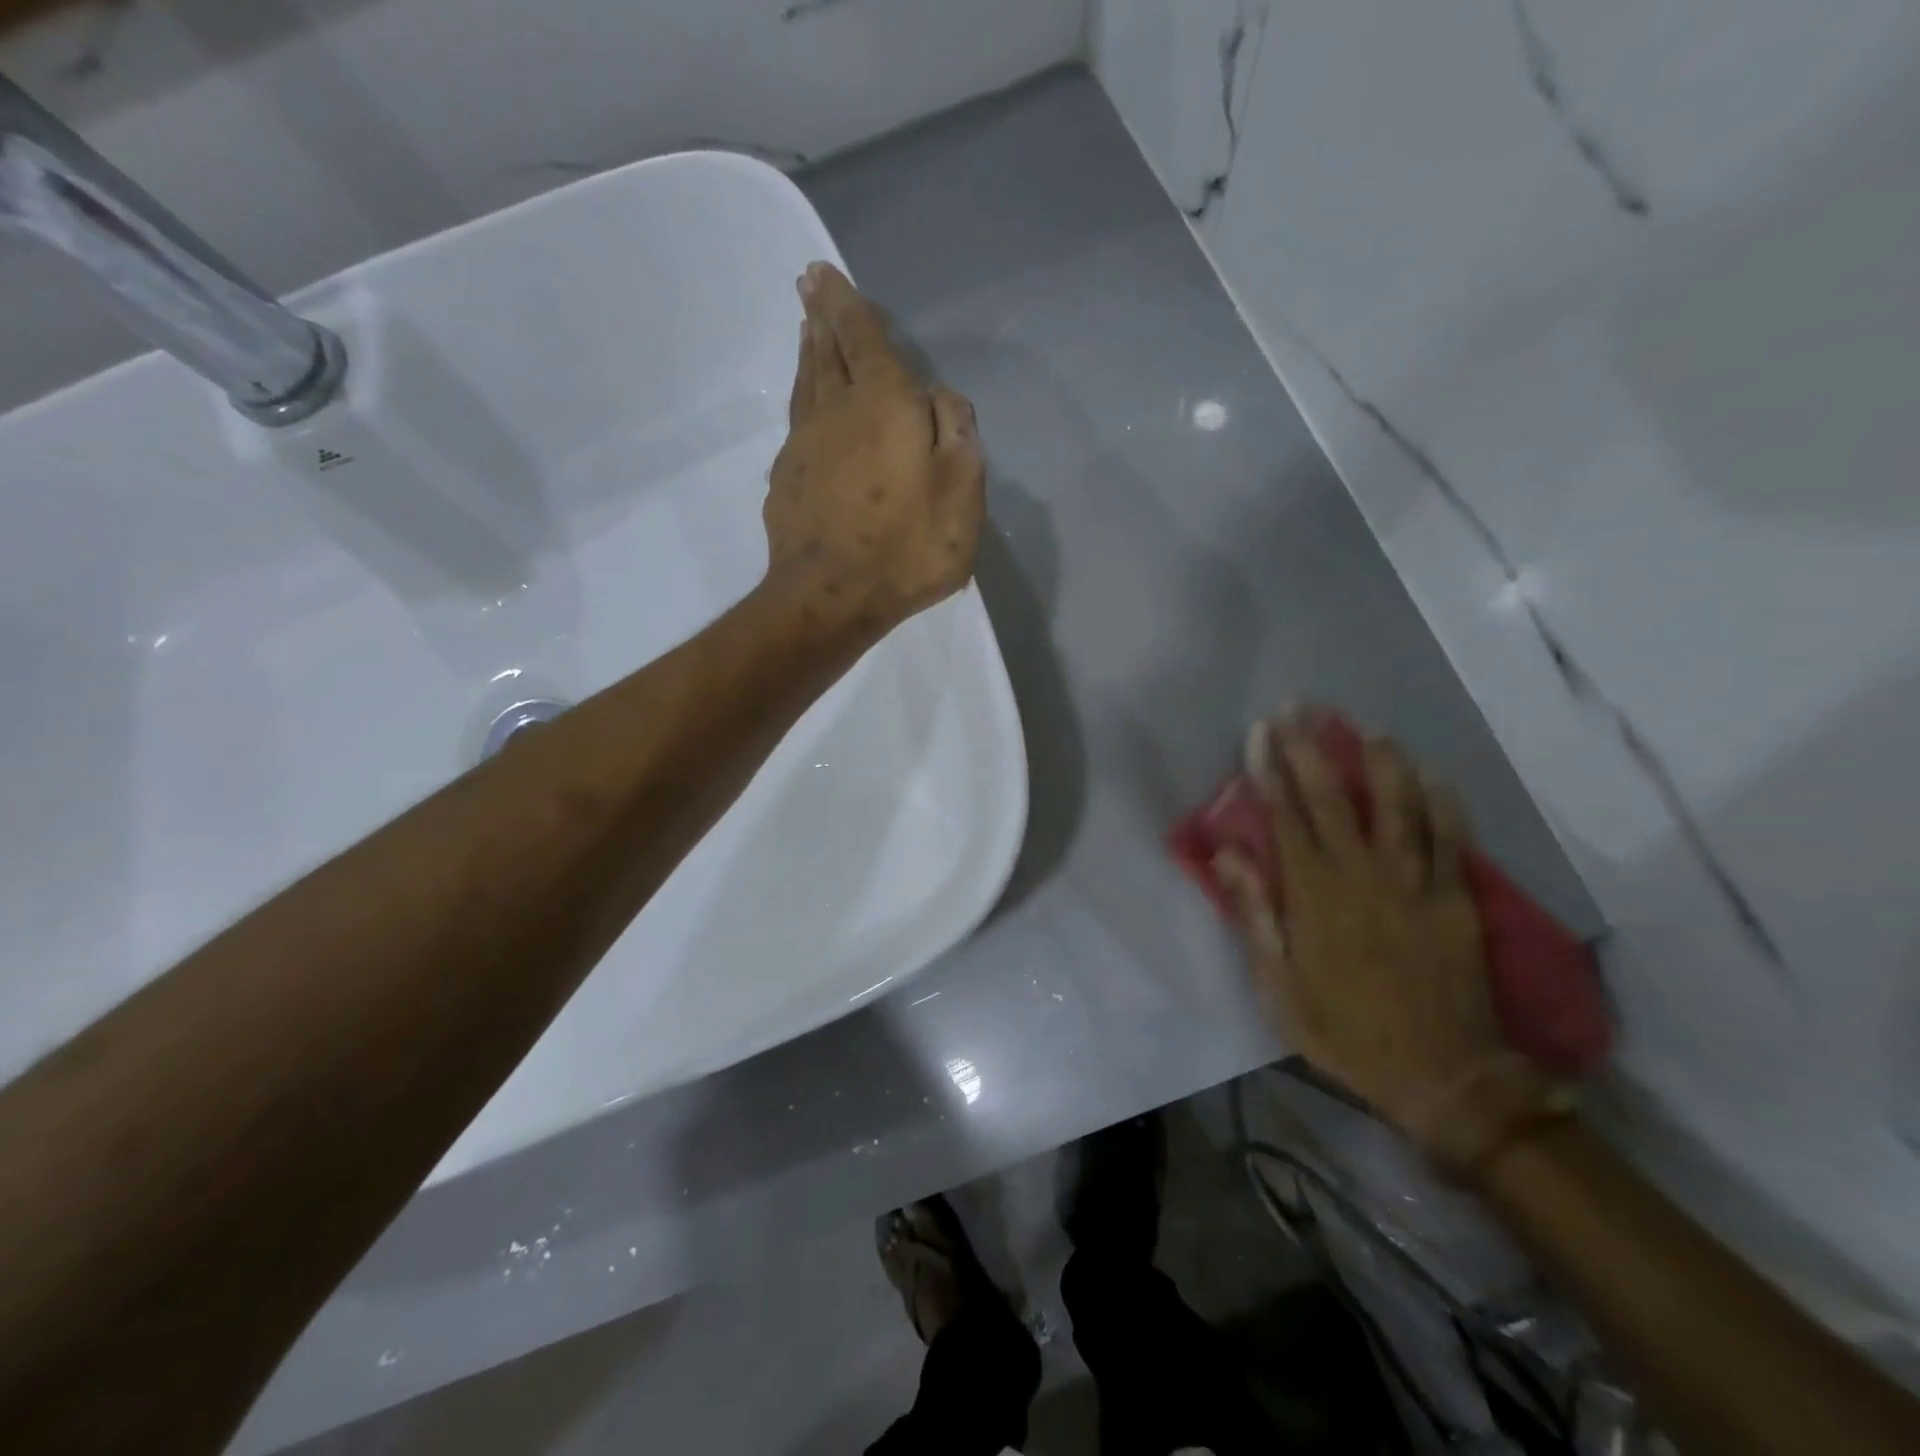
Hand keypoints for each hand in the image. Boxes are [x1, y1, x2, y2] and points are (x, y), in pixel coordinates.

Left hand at [763, 262, 984, 638]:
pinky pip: (797, 424)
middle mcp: (837, 411)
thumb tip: (938, 398)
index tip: (824, 274)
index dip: (847, 303)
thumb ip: (957, 434)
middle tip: (810, 286)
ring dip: (810, 354)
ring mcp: (804, 446)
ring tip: (809, 332)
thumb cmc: (907, 547)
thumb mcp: (961, 492)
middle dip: (822, 316)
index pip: (863, 337)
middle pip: (826, 352)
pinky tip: (807, 407)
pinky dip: (803, 401)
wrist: (830, 598)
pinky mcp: (786, 481)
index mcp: (884, 403)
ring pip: (807, 385)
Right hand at [1215, 711, 1561, 1177]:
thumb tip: (1227, 854)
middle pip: (1334, 798)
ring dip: (1381, 762)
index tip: (1262, 733)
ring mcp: (1415, 883)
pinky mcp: (1455, 898)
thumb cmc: (1343, 1030)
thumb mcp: (1278, 985)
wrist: (1442, 1075)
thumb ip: (1254, 914)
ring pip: (1398, 805)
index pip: (1287, 816)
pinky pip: (1451, 838)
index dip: (1271, 770)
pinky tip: (1434, 776)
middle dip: (1312, 749)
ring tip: (1367, 730)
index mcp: (1314, 895)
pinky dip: (1443, 803)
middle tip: (1299, 710)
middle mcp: (1362, 875)